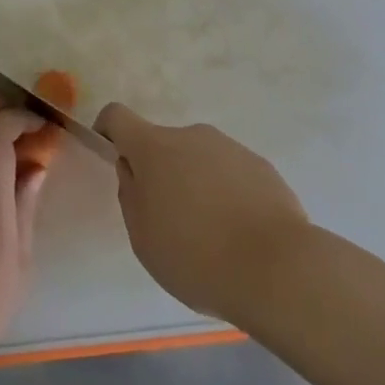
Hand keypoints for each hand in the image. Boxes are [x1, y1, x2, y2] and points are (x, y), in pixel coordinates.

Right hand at [93, 102, 309, 322]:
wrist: (276, 268)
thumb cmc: (195, 256)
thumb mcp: (142, 237)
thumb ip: (130, 194)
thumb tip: (133, 169)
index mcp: (154, 148)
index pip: (117, 116)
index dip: (108, 131)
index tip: (112, 156)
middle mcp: (192, 136)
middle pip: (163, 144)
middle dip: (160, 172)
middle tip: (169, 220)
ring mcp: (230, 147)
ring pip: (198, 159)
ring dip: (195, 183)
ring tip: (211, 234)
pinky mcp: (261, 166)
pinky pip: (230, 173)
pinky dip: (226, 193)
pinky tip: (239, 233)